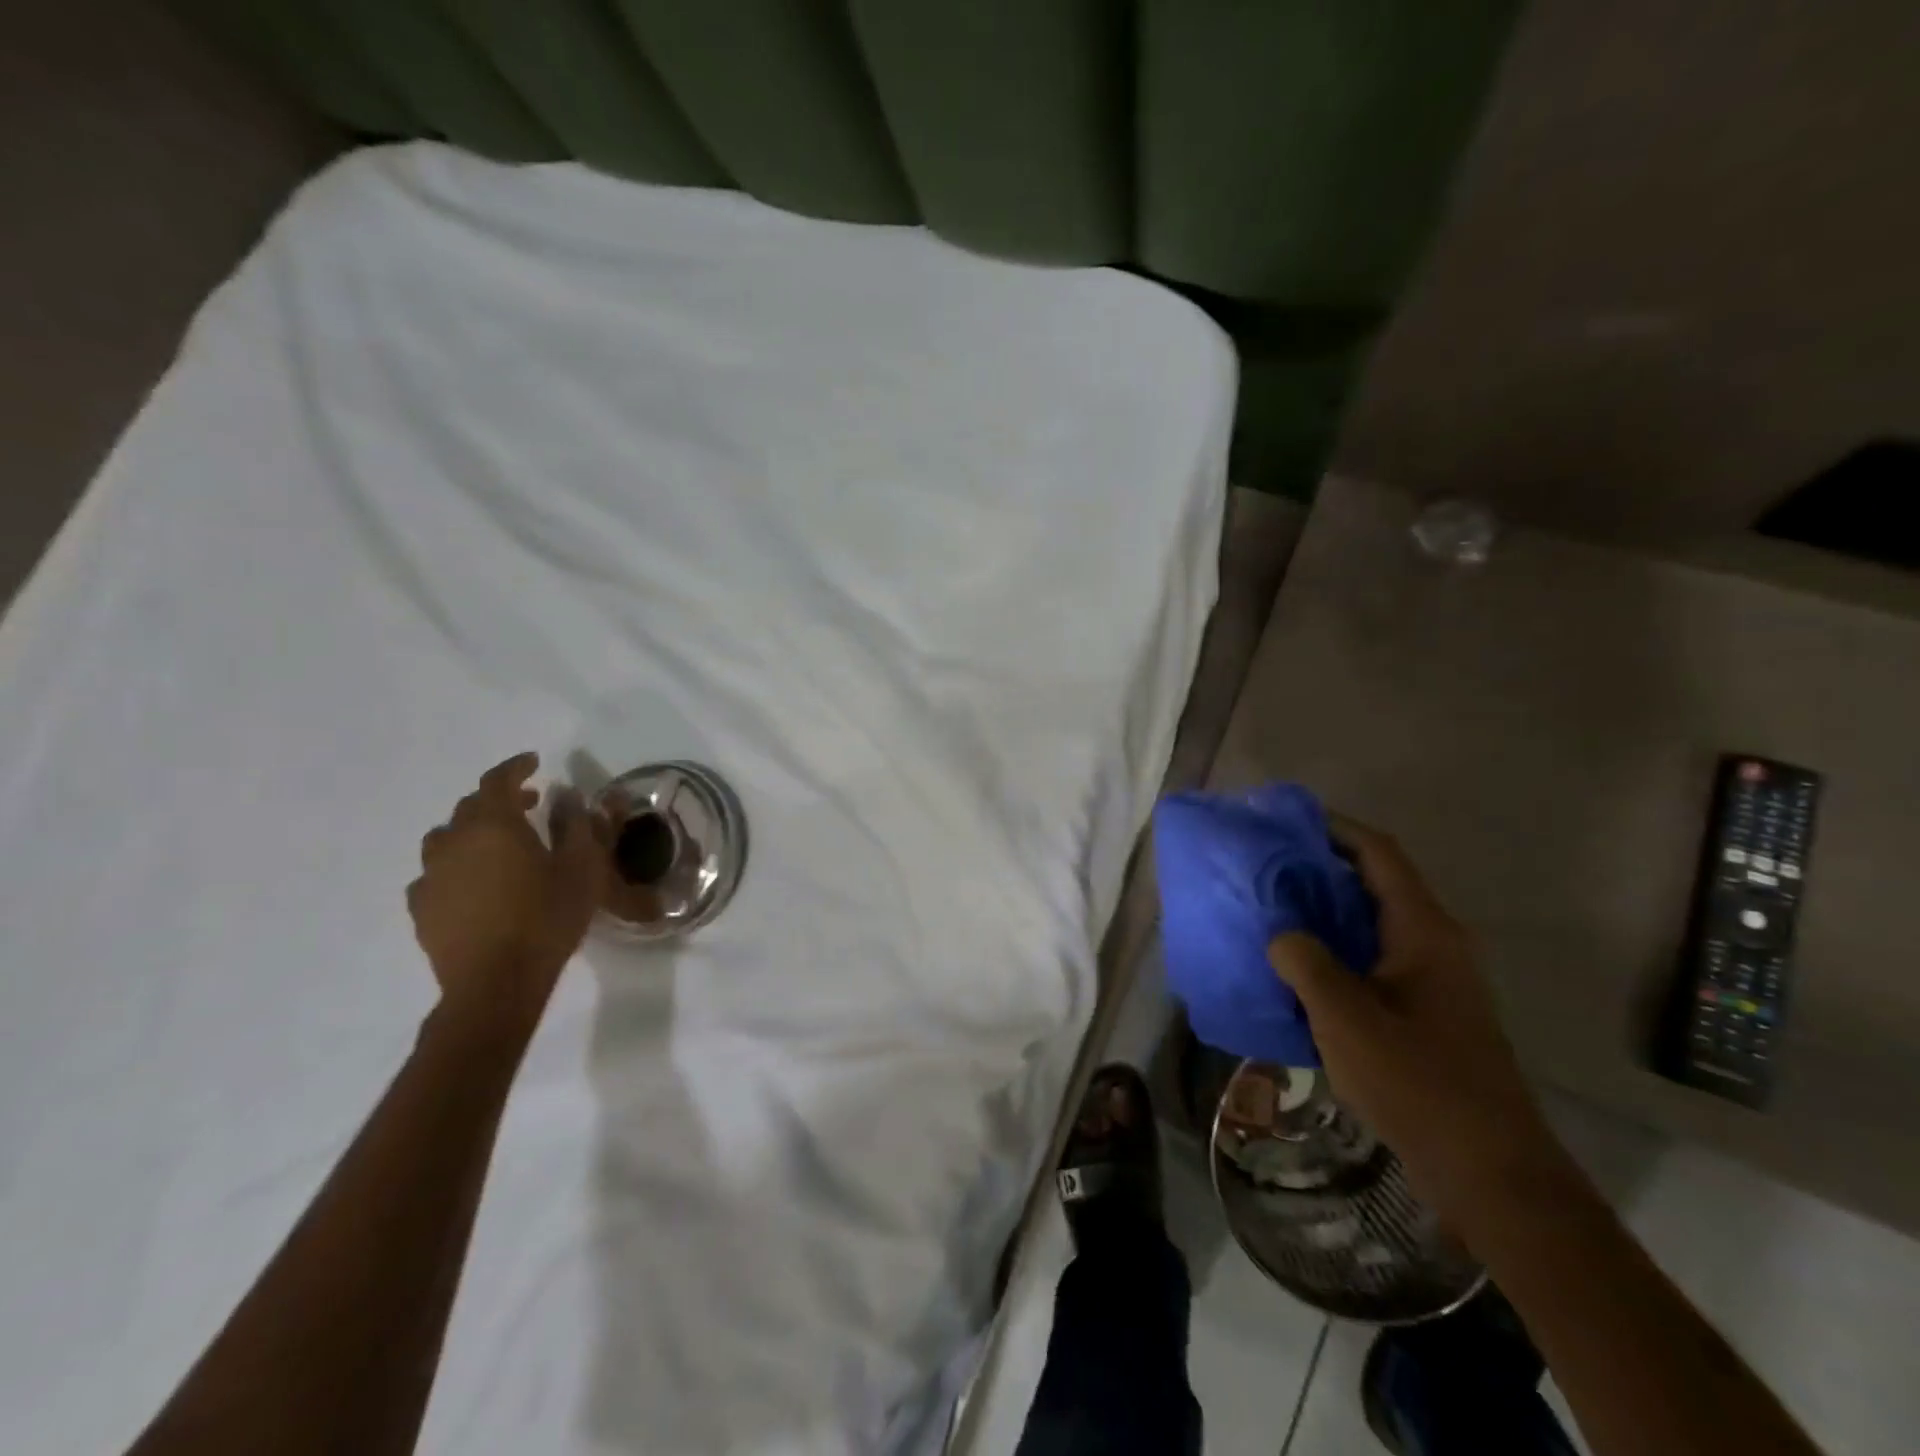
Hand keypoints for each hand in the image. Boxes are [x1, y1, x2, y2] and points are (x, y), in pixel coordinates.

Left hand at [407, 754, 612, 1026]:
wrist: (496, 983)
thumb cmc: (547, 918)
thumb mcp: (582, 869)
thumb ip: (579, 826)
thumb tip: (570, 796)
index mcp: (495, 825)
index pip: (498, 780)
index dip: (516, 767)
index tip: (535, 762)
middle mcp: (455, 841)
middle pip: (471, 806)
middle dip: (500, 799)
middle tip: (530, 804)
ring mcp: (431, 875)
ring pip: (447, 837)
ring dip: (473, 831)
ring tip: (498, 844)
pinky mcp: (422, 907)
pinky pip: (435, 872)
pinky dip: (456, 865)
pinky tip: (473, 882)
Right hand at [1267, 814, 1564, 1216]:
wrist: (1489, 1169)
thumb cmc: (1418, 1081)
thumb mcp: (1345, 1017)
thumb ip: (1304, 961)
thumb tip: (1281, 933)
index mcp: (1423, 929)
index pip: (1377, 853)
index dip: (1333, 827)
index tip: (1283, 822)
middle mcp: (1434, 942)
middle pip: (1372, 883)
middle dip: (1318, 869)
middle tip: (1263, 868)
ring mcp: (1433, 978)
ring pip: (1371, 923)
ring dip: (1323, 912)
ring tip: (1270, 912)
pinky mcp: (1425, 1010)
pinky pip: (1372, 959)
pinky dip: (1335, 950)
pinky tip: (1297, 970)